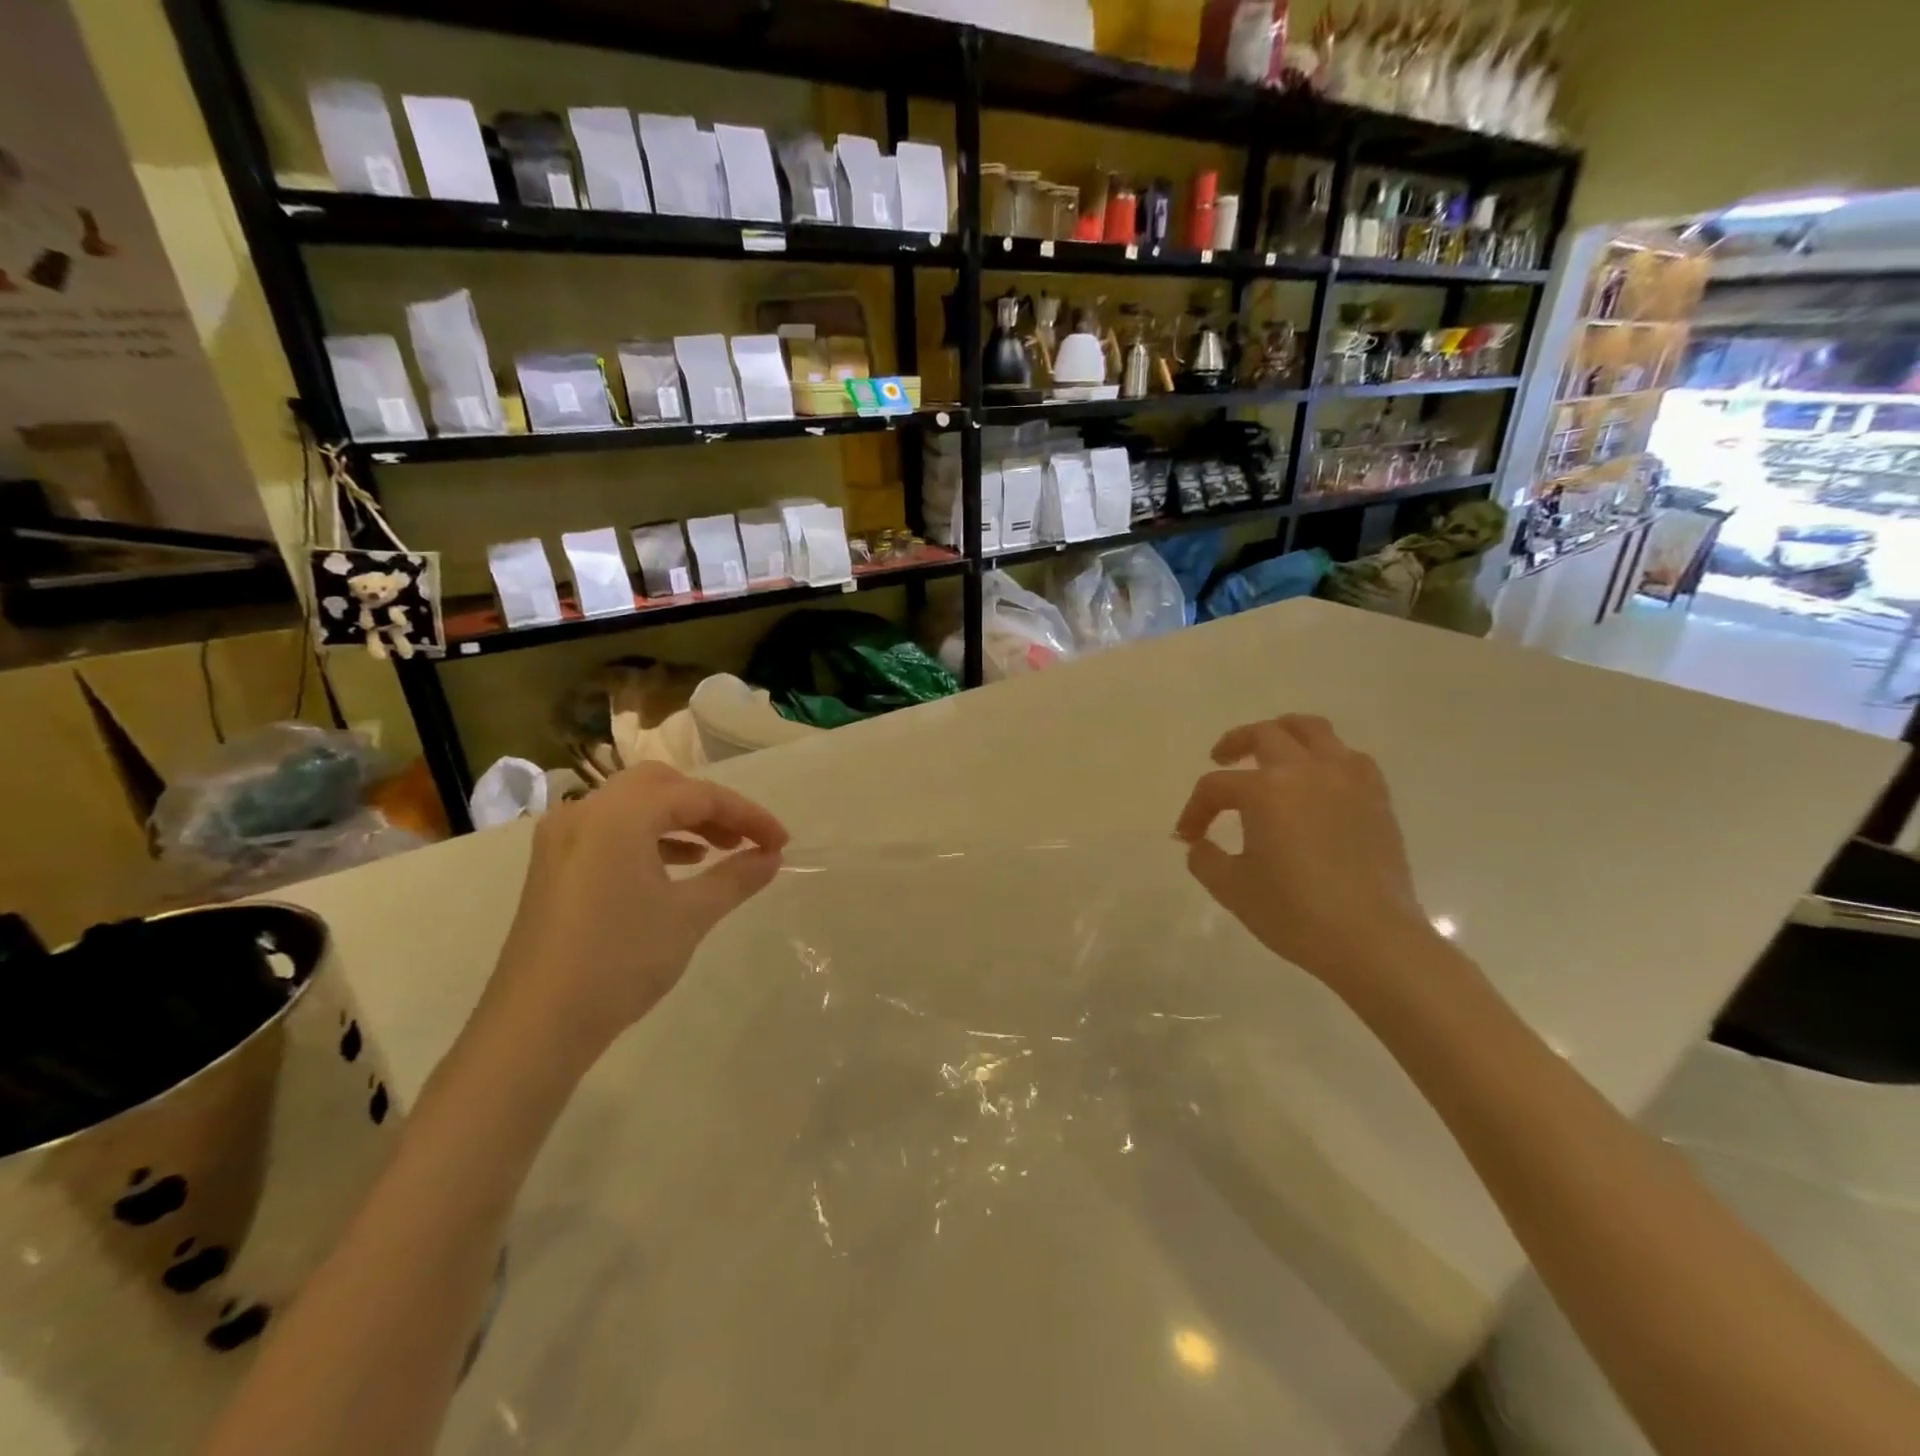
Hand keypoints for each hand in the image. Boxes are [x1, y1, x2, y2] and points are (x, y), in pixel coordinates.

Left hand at [478, 762, 787, 1063]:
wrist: (536, 1025)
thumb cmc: (619, 961)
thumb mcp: (689, 916)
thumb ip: (736, 877)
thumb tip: (772, 857)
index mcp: (619, 814)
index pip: (699, 795)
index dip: (748, 815)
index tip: (781, 843)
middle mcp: (586, 812)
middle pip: (662, 785)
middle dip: (710, 807)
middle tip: (744, 839)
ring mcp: (562, 838)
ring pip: (634, 805)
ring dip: (680, 820)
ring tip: (718, 852)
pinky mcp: (553, 865)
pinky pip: (611, 830)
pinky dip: (649, 837)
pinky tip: (676, 868)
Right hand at [1175, 714, 1438, 997]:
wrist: (1372, 939)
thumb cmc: (1294, 912)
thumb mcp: (1231, 888)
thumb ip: (1204, 859)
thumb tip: (1199, 844)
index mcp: (1265, 790)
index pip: (1216, 787)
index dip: (1195, 810)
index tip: (1189, 836)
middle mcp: (1305, 771)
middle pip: (1263, 735)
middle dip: (1234, 744)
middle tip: (1221, 759)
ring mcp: (1346, 779)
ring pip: (1312, 730)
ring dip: (1284, 732)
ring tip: (1272, 751)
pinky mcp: (1376, 797)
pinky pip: (1349, 757)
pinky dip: (1327, 758)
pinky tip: (1319, 780)